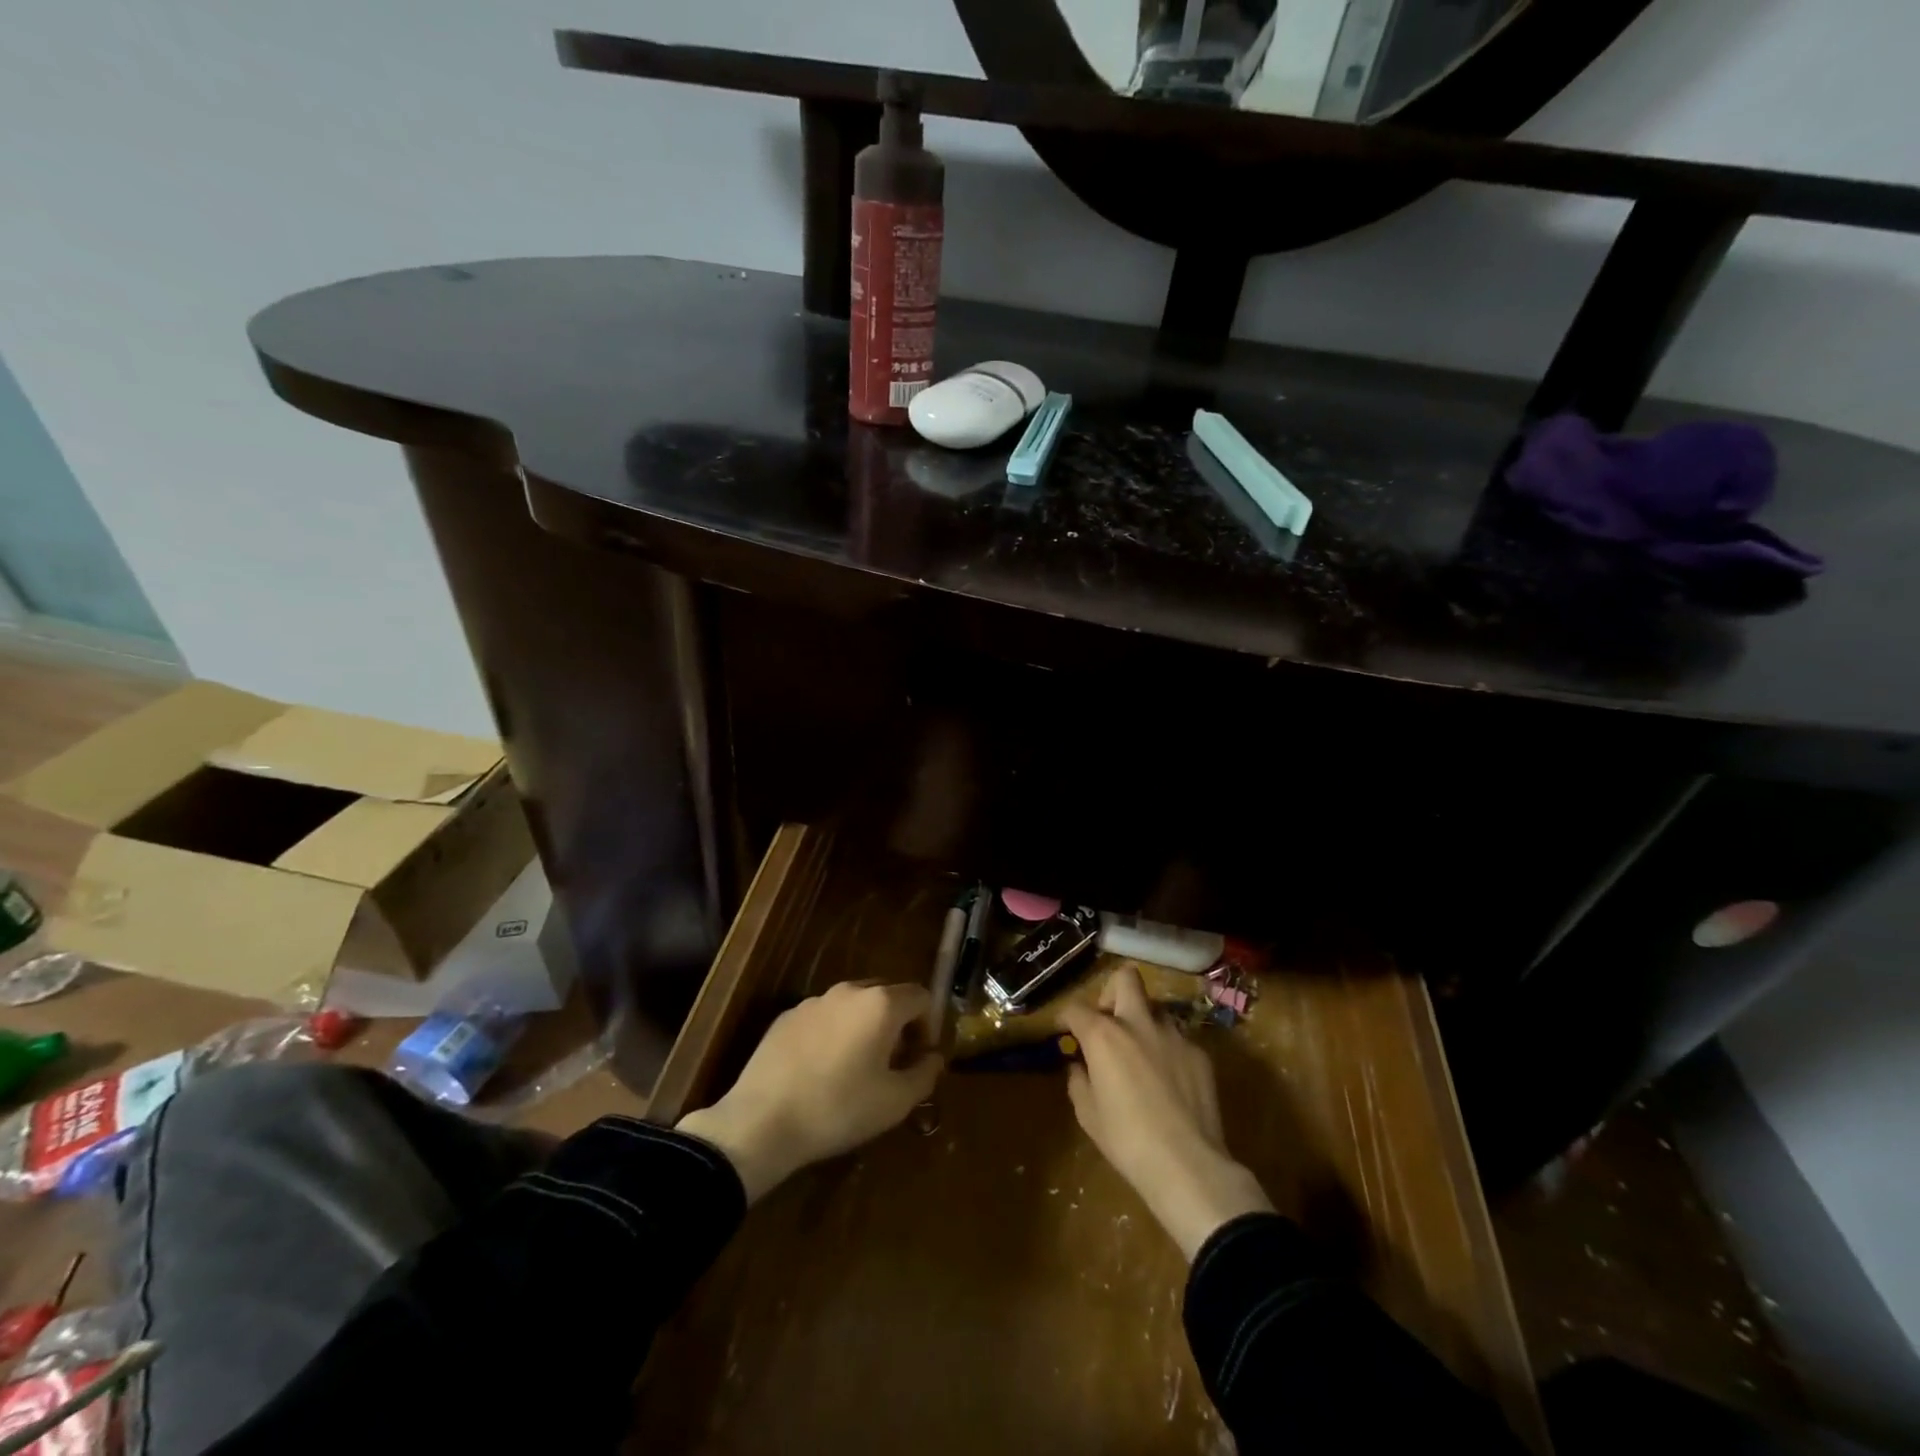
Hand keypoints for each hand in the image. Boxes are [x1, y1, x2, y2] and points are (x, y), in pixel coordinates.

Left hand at [677, 981, 941, 1202]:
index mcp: (881, 1004)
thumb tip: (934, 1058)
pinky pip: (824, 1017)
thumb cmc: (839, 1109)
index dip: (929, 1024)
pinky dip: (834, 1034)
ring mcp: (814, 1001)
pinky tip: (822, 1071)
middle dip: (898, 1022)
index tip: (921, 1056)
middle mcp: (849, 991)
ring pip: (853, 1005)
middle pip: (887, 994)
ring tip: (857, 1068)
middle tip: (894, 1062)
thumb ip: (924, 1074)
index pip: (921, 996)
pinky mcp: (787, 1016)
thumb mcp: (895, 1102)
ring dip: (865, 1027)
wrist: (762, 1121)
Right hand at [1061, 966, 1273, 1260]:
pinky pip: (1177, 1039)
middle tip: (1109, 1023)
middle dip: (1112, 992)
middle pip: (1125, 978)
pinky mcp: (1199, 1053)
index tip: (1065, 1031)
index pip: (1076, 1008)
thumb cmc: (1127, 1141)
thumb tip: (1080, 1066)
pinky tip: (1168, 1081)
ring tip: (1141, 1055)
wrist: (1188, 1165)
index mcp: (1104, 1035)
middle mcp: (1138, 1023)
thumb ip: (1078, 1080)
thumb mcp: (1088, 1114)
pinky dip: (1167, 1050)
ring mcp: (1174, 1035)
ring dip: (1142, 1022)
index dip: (1066, 1017)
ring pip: (1155, 1008)